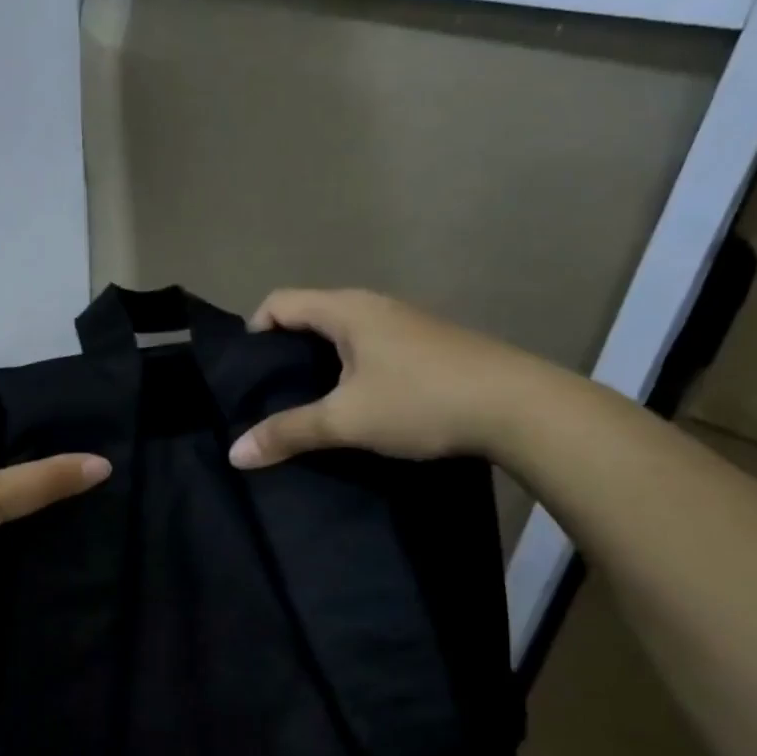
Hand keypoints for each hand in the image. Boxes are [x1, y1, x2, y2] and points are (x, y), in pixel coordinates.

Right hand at [228, 289, 550, 468]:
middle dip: (284, 352)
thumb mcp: (346, 421)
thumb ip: (288, 432)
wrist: (521, 408)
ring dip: (319, 363)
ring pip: (343, 334)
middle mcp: (374, 305)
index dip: (253, 332)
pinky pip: (371, 347)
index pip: (279, 302)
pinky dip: (351, 369)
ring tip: (310, 405)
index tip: (248, 375)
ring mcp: (406, 323)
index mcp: (346, 309)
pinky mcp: (429, 345)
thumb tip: (234, 453)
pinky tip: (358, 404)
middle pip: (309, 316)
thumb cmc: (421, 401)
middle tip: (271, 395)